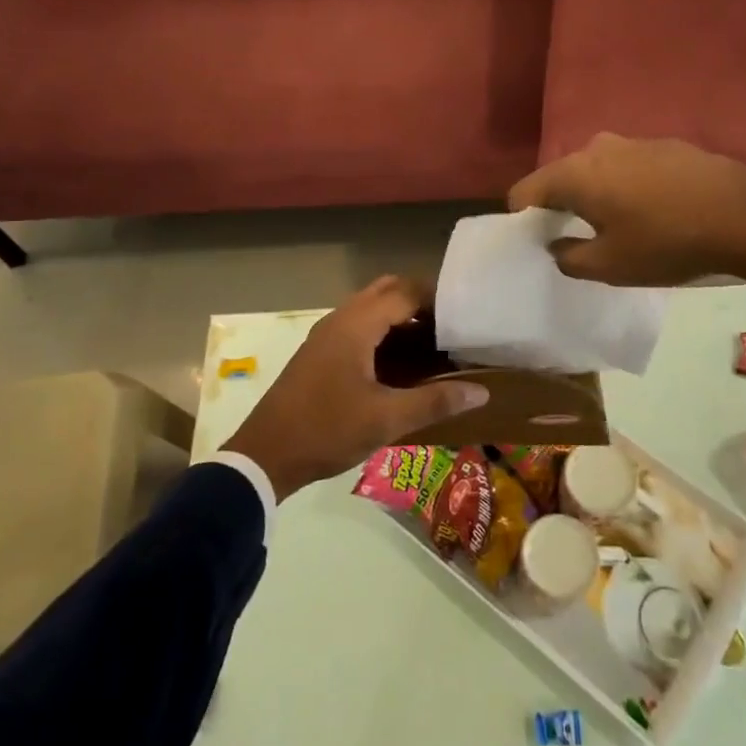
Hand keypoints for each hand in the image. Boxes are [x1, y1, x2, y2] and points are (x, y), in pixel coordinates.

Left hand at [224, 276, 488, 499]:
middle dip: (420, 302)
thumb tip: (480, 391)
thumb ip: (434, 401)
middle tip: (451, 329)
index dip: (437, 299)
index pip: (405, 292)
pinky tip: (400, 364)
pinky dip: (383, 331)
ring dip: (400, 317)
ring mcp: (326, 334)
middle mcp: (340, 319)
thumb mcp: (386, 419)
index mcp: (356, 324)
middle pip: (387, 291)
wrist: (265, 454)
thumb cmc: (327, 430)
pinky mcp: (320, 351)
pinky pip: (358, 325)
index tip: (466, 318)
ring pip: (371, 307)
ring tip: (433, 345)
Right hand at [506, 133, 745, 284]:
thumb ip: (568, 257)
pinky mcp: (666, 145)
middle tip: (577, 237)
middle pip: (560, 177)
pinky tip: (652, 210)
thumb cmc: (666, 243)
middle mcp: (596, 148)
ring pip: (597, 170)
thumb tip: (557, 244)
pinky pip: (628, 166)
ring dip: (596, 194)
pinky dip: (627, 186)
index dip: (523, 218)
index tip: (537, 242)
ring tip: (617, 224)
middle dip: (560, 205)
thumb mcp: (610, 266)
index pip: (525, 191)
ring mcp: (634, 141)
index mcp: (574, 173)